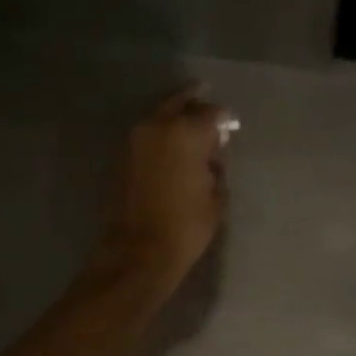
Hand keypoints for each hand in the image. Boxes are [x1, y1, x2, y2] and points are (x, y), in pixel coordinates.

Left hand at [97, 84, 230, 289]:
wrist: (139, 251)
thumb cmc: (186, 227)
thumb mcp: (216, 198)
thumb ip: (216, 168)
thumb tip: (212, 157)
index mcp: (186, 133)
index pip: (212, 113)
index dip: (225, 119)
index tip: (232, 127)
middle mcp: (158, 126)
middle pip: (181, 104)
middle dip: (198, 106)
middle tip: (211, 114)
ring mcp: (136, 139)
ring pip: (161, 117)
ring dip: (177, 119)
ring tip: (193, 131)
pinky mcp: (123, 156)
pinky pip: (149, 135)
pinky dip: (162, 137)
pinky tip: (174, 150)